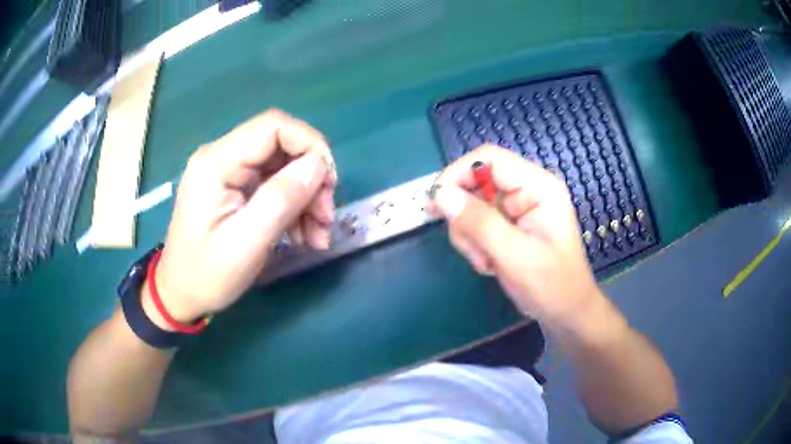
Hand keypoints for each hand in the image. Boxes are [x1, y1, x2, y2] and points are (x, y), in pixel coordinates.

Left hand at [152, 109, 336, 322]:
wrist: (182, 293)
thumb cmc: (206, 274)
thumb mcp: (246, 243)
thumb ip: (281, 199)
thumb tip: (318, 164)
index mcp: (216, 163)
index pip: (272, 126)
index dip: (309, 144)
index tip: (329, 182)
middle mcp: (222, 157)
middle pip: (281, 146)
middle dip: (311, 179)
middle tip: (326, 218)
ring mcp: (229, 172)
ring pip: (283, 167)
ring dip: (307, 198)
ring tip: (318, 236)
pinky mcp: (236, 187)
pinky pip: (275, 185)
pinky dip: (295, 208)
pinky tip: (304, 236)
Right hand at [429, 145, 601, 326]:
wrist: (565, 312)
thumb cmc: (551, 286)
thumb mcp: (515, 256)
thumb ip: (479, 223)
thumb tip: (440, 194)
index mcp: (539, 186)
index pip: (489, 159)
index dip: (457, 174)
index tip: (434, 203)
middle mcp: (527, 189)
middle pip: (476, 182)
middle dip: (466, 217)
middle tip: (471, 248)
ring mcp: (517, 207)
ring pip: (471, 205)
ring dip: (470, 235)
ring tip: (487, 261)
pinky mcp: (508, 223)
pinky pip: (476, 222)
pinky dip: (475, 244)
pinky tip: (491, 263)